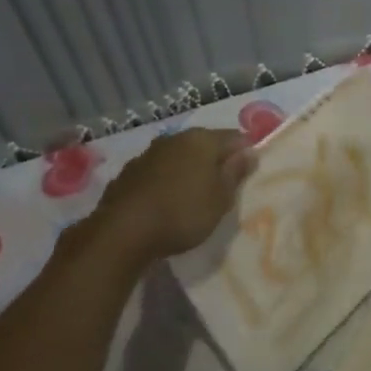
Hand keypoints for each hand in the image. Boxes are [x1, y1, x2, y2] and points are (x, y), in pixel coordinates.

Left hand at [86, 129, 254, 263]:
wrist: (122, 232)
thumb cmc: (183, 213)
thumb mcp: (220, 198)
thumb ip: (235, 173)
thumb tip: (248, 152)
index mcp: (202, 140)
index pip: (234, 137)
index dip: (245, 152)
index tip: (248, 173)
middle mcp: (175, 138)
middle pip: (204, 144)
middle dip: (215, 160)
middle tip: (223, 185)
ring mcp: (148, 154)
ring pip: (179, 156)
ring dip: (189, 170)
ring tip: (194, 194)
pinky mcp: (128, 173)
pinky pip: (158, 171)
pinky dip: (166, 180)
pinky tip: (167, 200)